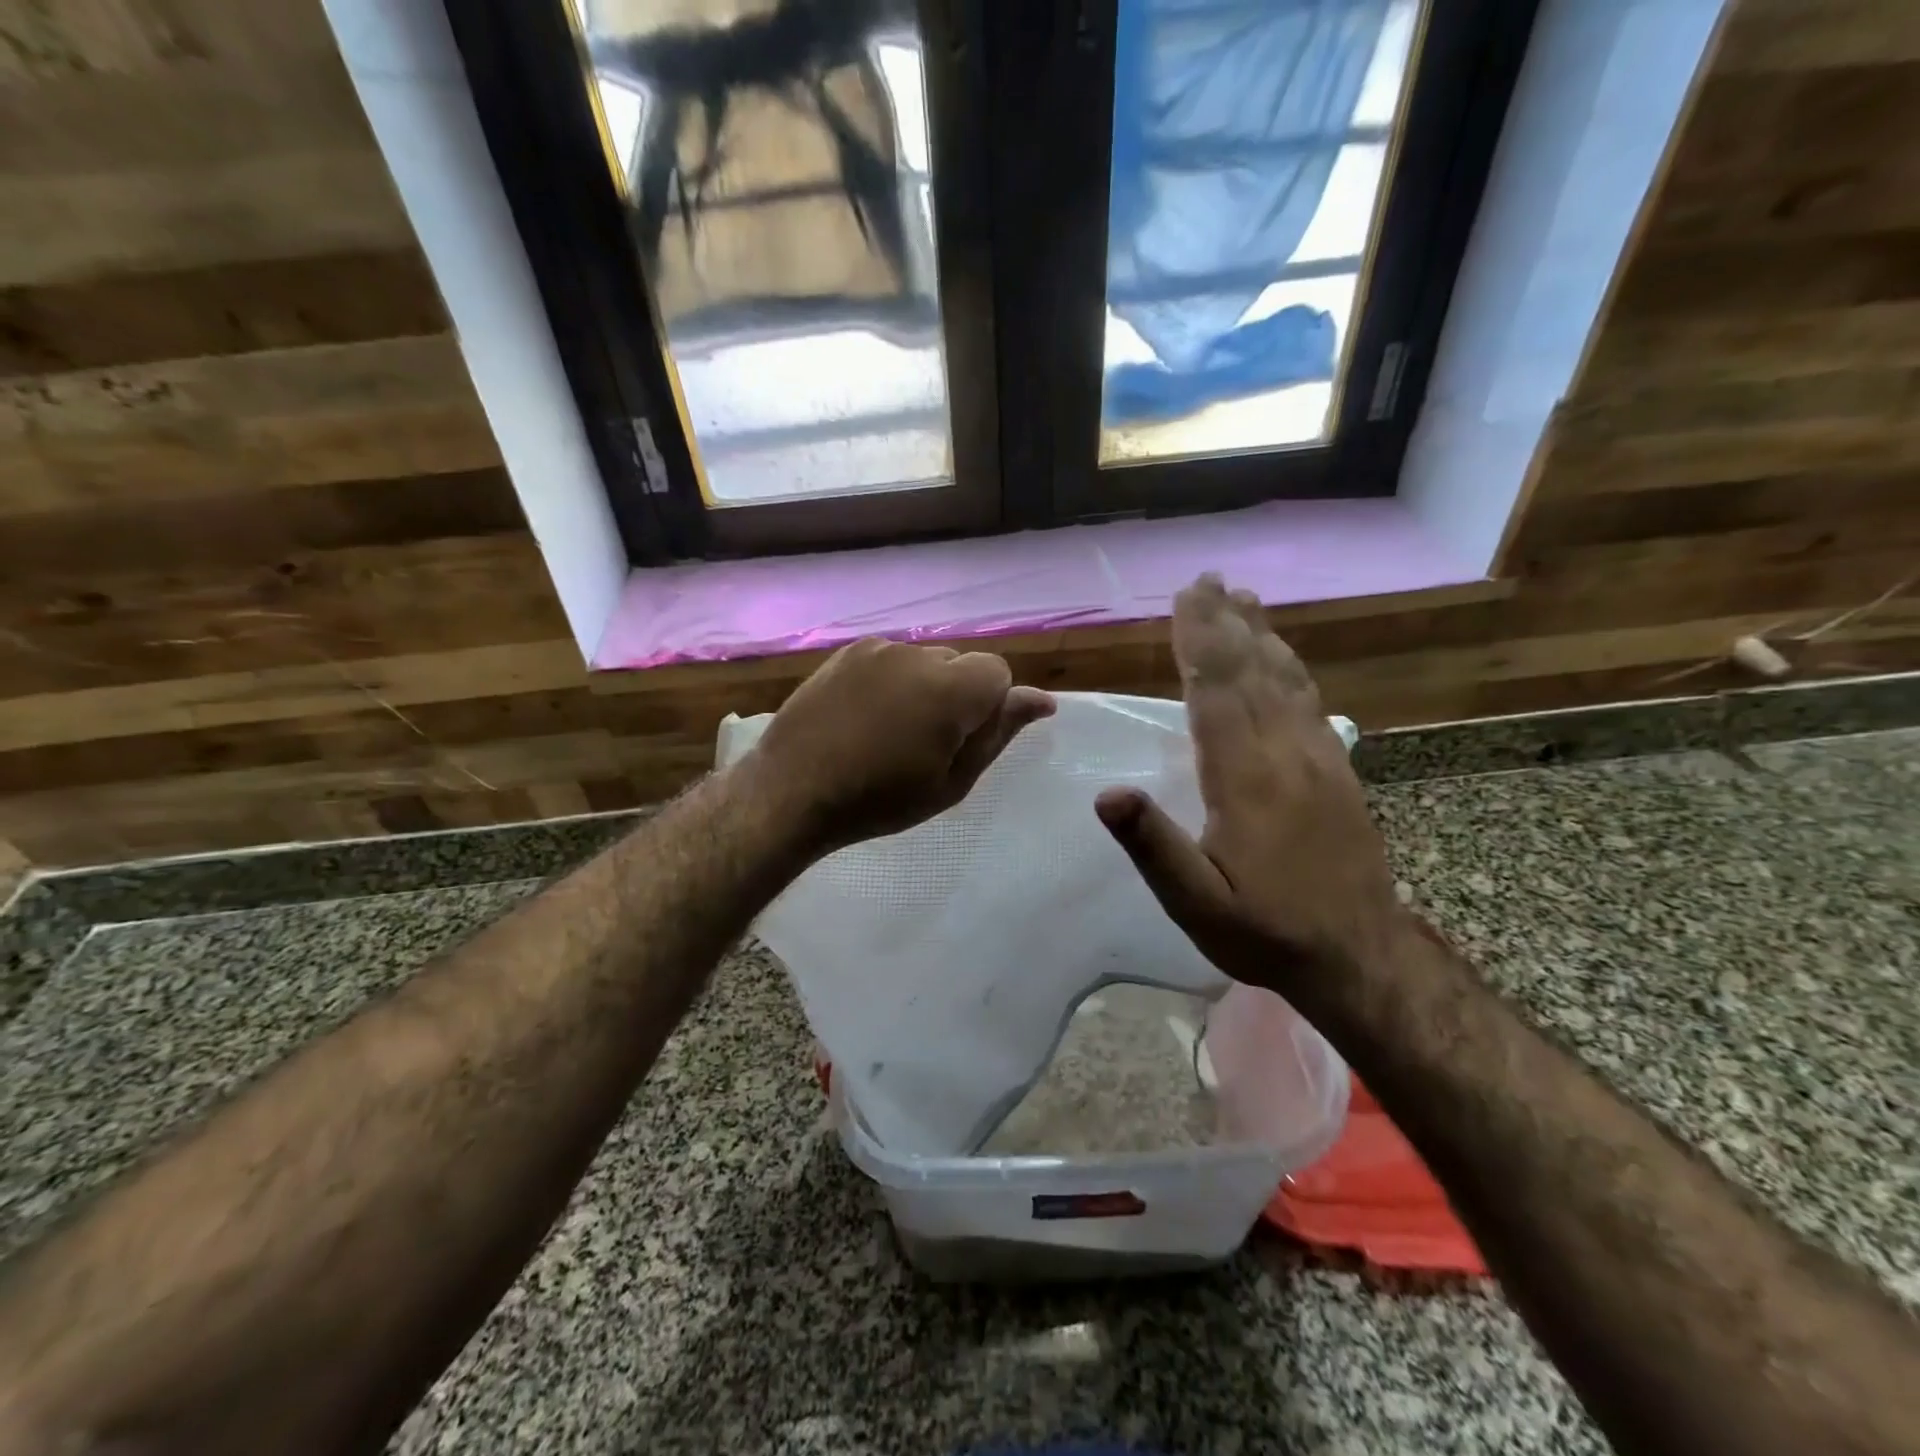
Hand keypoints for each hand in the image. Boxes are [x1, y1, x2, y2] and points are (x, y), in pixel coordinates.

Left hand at [748, 637, 1054, 855]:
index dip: (987, 708)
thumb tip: (1042, 700)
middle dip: (957, 696)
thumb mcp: (952, 781)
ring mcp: (877, 649)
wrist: (792, 791)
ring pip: (924, 661)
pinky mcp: (847, 653)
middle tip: (925, 744)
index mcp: (951, 688)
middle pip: (960, 664)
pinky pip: (889, 660)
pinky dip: (891, 682)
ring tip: (889, 732)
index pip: (998, 672)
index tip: (960, 743)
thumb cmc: (880, 799)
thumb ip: (998, 734)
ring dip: (923, 688)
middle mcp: (917, 654)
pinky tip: (865, 716)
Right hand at [1094, 575, 1401, 991]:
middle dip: (1225, 623)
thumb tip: (1106, 794)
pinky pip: (1309, 702)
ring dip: (1261, 635)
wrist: (1358, 956)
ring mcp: (1319, 759)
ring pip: (1285, 680)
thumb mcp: (1196, 904)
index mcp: (1246, 779)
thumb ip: (1153, 847)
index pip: (1216, 693)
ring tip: (1244, 598)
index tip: (1186, 598)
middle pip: (1251, 673)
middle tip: (1208, 579)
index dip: (1199, 642)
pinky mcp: (1337, 771)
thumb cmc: (1264, 930)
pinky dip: (1290, 667)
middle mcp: (1285, 754)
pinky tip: (1282, 657)